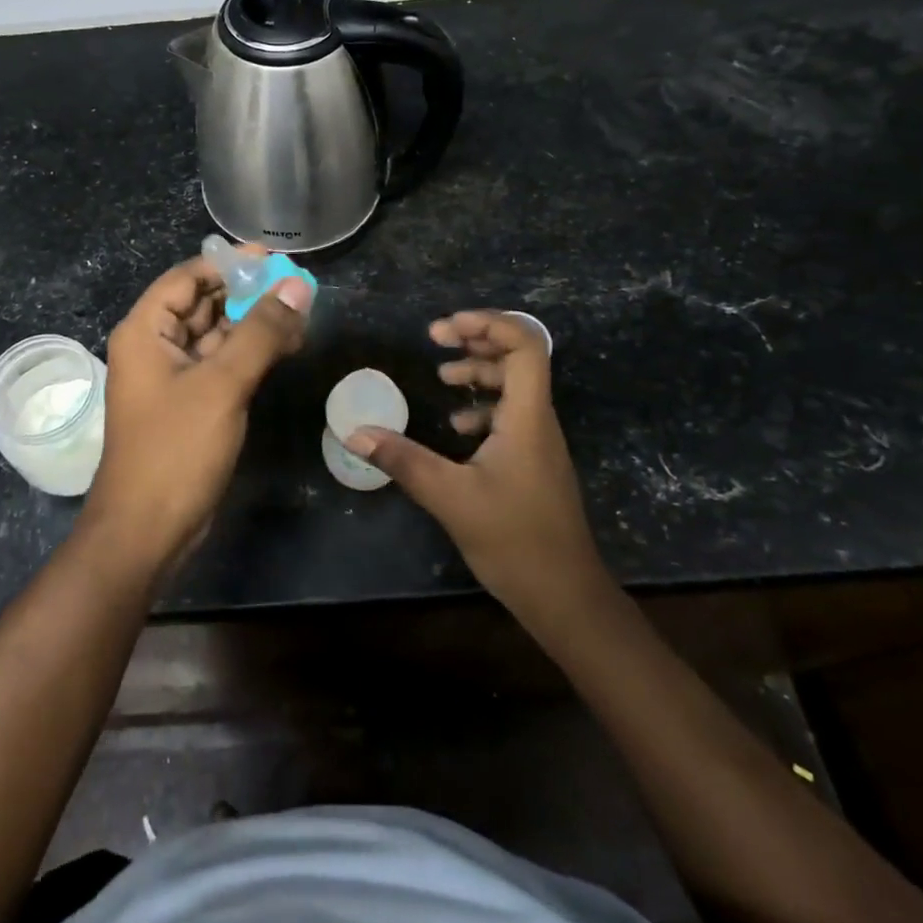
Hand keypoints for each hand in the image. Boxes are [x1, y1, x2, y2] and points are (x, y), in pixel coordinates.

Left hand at [84, 251, 312, 575]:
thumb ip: (260, 332)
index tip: (273, 258)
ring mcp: (173, 377)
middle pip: (203, 303)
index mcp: (146, 330)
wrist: (147, 531)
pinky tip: (287, 346)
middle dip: (247, 293)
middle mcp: (155, 346)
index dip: (228, 264)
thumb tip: (297, 286)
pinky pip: (222, 364)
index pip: (187, 277)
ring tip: (302, 313)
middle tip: (297, 286)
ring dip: (254, 323)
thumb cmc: (176, 449)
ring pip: (217, 335)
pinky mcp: (191, 403)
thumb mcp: (222, 385)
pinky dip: (251, 353)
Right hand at [348, 311, 607, 613]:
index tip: (444, 329)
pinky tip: (457, 426)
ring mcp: (539, 442)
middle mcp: (538, 420)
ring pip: (514, 386)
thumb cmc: (514, 541)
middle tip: (436, 339)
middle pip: (519, 357)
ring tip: (442, 375)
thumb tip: (356, 433)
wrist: (566, 598)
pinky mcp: (533, 462)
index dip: (488, 324)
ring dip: (479, 371)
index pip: (524, 346)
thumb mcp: (450, 497)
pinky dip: (482, 406)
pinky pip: (511, 414)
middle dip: (477, 339)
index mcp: (527, 417)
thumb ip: (403, 460)